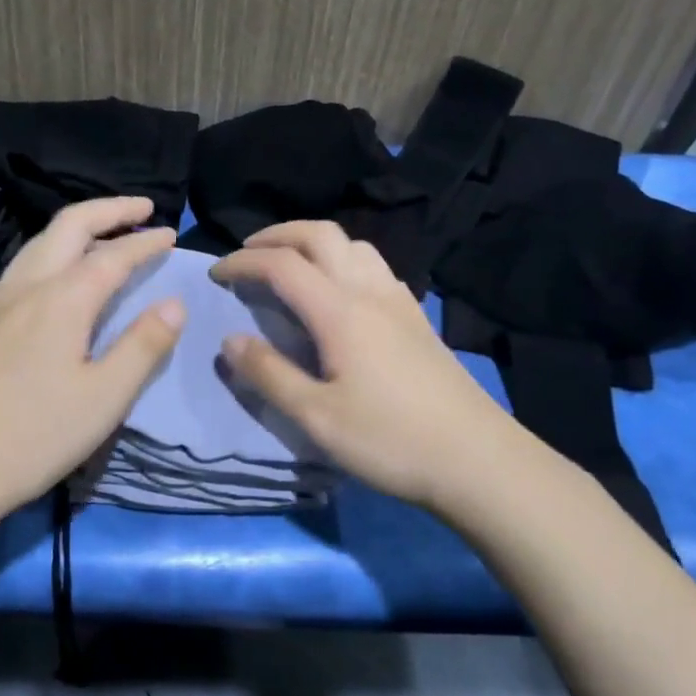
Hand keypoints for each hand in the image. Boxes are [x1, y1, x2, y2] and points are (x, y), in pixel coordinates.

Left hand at [0, 196, 184, 520]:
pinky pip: (21, 267)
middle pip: (69, 226)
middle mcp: (26, 287)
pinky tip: (55, 277)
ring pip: (39, 242)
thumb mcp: (104, 398)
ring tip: (104, 234)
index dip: (145, 241)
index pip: (113, 255)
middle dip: (108, 210)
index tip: (170, 233)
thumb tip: (173, 303)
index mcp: (62, 300)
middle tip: (141, 208)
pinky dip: (51, 251)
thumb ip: (143, 346)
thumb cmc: (31, 437)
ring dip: (77, 227)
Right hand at [211, 222, 510, 507]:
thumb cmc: (391, 440)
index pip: (282, 264)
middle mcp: (369, 291)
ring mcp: (399, 301)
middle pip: (321, 235)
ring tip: (292, 265)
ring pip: (354, 244)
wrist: (479, 460)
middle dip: (278, 235)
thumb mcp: (317, 418)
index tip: (216, 274)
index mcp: (340, 311)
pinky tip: (341, 291)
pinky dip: (344, 260)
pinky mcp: (417, 318)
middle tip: (248, 253)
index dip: (243, 262)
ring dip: (315, 242)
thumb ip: (269, 375)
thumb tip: (229, 341)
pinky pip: (375, 266)